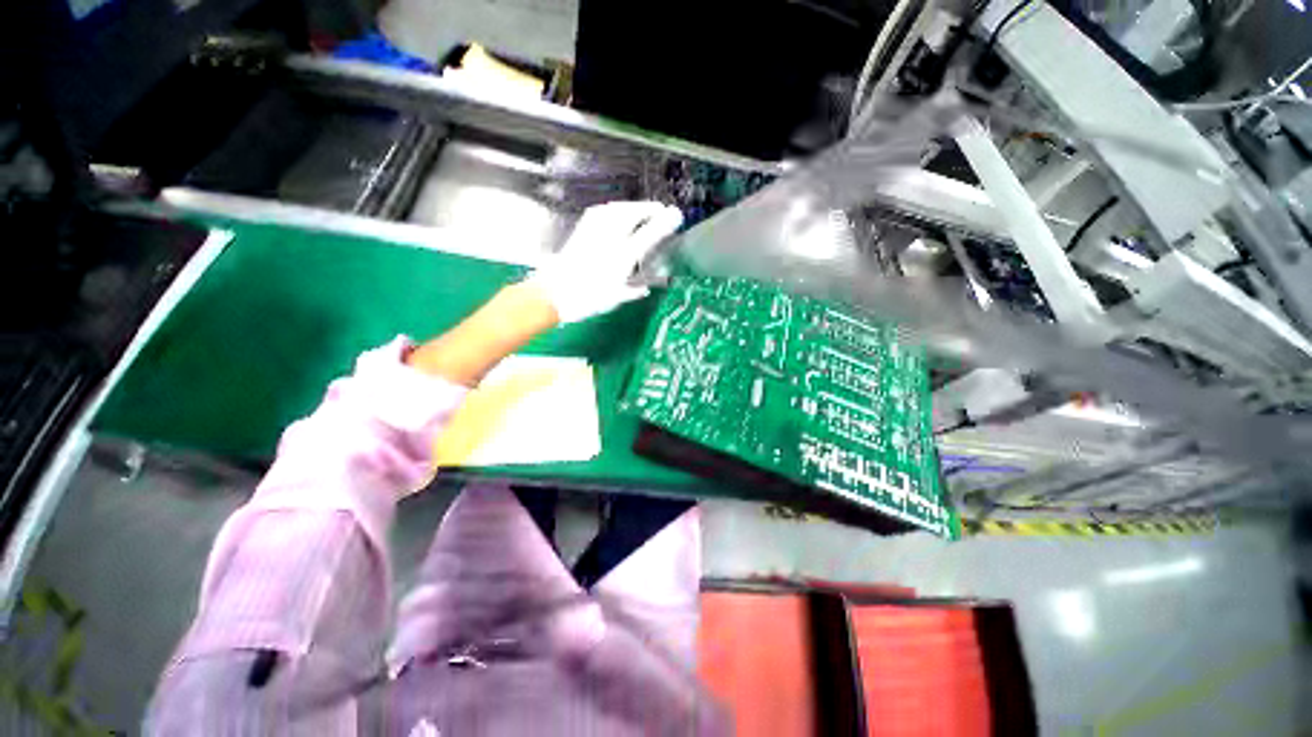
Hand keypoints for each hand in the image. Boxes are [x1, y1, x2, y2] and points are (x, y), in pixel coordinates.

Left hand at [527, 201, 682, 322]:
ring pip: (619, 208)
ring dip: (634, 207)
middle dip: (651, 209)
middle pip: (634, 213)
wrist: (555, 291)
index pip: (649, 233)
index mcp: (623, 257)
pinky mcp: (583, 227)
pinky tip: (618, 211)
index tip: (677, 217)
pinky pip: (605, 211)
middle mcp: (611, 239)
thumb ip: (633, 291)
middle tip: (662, 211)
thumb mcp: (615, 298)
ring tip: (644, 210)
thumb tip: (644, 289)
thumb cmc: (587, 298)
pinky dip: (616, 208)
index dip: (665, 223)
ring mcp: (595, 230)